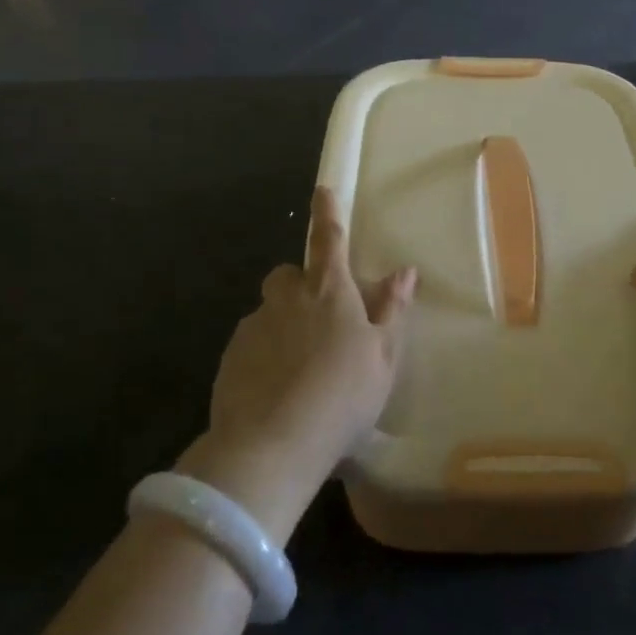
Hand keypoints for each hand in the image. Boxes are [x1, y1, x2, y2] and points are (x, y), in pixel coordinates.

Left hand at [178, 188, 416, 544]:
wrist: (272, 446)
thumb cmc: (343, 396)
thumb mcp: (383, 356)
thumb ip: (392, 310)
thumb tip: (405, 270)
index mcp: (329, 291)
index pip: (329, 239)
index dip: (327, 212)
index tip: (322, 188)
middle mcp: (287, 299)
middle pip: (289, 274)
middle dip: (301, 284)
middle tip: (320, 318)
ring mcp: (254, 327)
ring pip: (270, 311)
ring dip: (283, 324)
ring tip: (299, 366)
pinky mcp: (230, 358)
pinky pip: (251, 343)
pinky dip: (264, 355)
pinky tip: (276, 389)